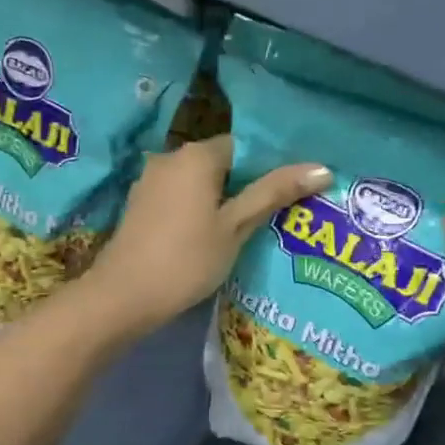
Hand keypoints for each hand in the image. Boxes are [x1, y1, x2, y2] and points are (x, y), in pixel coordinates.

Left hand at [78, 136, 329, 341]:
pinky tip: (208, 238)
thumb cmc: (186, 260)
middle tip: (273, 217)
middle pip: (220, 164)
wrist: (122, 297)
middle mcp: (169, 158)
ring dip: (220, 201)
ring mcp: (149, 182)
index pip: (243, 147)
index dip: (267, 169)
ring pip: (198, 183)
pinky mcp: (139, 206)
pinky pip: (178, 198)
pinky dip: (196, 211)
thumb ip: (274, 193)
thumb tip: (322, 168)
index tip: (286, 197)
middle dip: (244, 186)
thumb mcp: (236, 227)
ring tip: (246, 231)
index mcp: (196, 155)